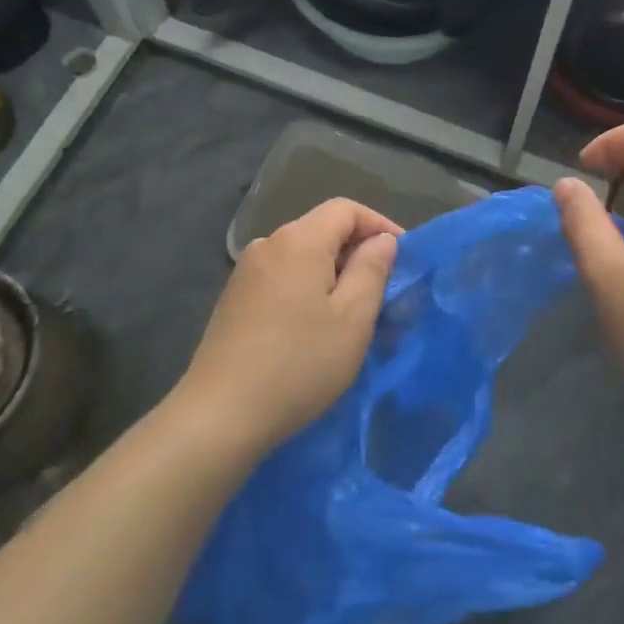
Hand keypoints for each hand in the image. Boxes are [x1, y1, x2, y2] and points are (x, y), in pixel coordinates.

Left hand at [177, 199, 400, 456]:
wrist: (221, 414)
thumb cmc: (300, 364)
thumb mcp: (353, 318)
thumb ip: (372, 269)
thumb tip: (382, 240)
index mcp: (299, 240)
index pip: (346, 209)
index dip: (380, 225)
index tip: (403, 259)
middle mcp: (268, 244)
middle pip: (322, 230)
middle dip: (357, 252)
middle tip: (383, 292)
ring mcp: (246, 272)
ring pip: (302, 256)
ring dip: (332, 274)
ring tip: (352, 314)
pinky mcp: (234, 299)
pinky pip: (282, 277)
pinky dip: (307, 289)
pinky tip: (313, 327)